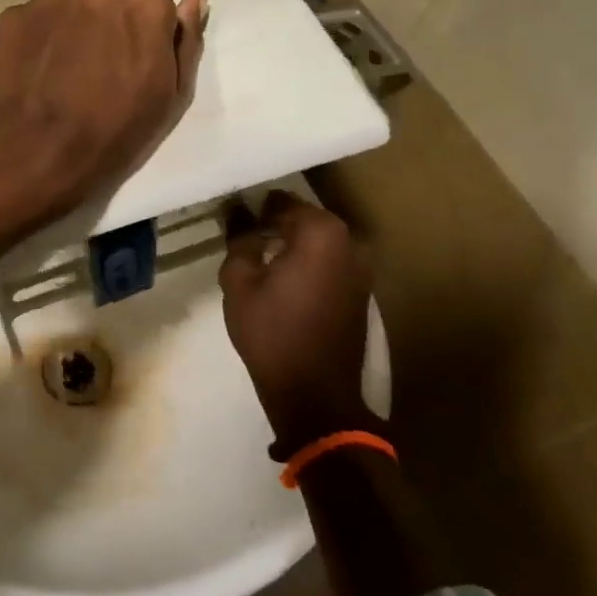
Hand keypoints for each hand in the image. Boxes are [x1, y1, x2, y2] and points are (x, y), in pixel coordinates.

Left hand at [0, 0, 206, 226]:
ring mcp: (50, 1)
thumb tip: (193, 0)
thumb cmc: (116, 131)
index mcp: (145, 5)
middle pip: (106, 2)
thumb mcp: (170, 95)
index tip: (131, 68)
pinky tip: (32, 77)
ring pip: (66, 10)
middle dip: (102, 28)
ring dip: (67, 33)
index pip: (152, 6)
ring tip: (57, 78)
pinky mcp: (12, 17)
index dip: (142, 38)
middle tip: (92, 75)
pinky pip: (31, 24)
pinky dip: (34, 43)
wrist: (38, 152)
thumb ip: (185, 40)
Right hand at [219, 190, 376, 454]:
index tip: (235, 220)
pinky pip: (330, 263)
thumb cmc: (271, 331)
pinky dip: (309, 263)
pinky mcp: (361, 293)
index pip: (282, 203)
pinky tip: (285, 281)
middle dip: (275, 224)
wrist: (314, 393)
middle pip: (305, 219)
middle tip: (244, 238)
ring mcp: (361, 269)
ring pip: (319, 242)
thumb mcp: (239, 282)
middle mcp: (349, 243)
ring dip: (293, 244)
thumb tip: (239, 215)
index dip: (255, 209)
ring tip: (262, 260)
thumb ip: (239, 240)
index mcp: (321, 233)